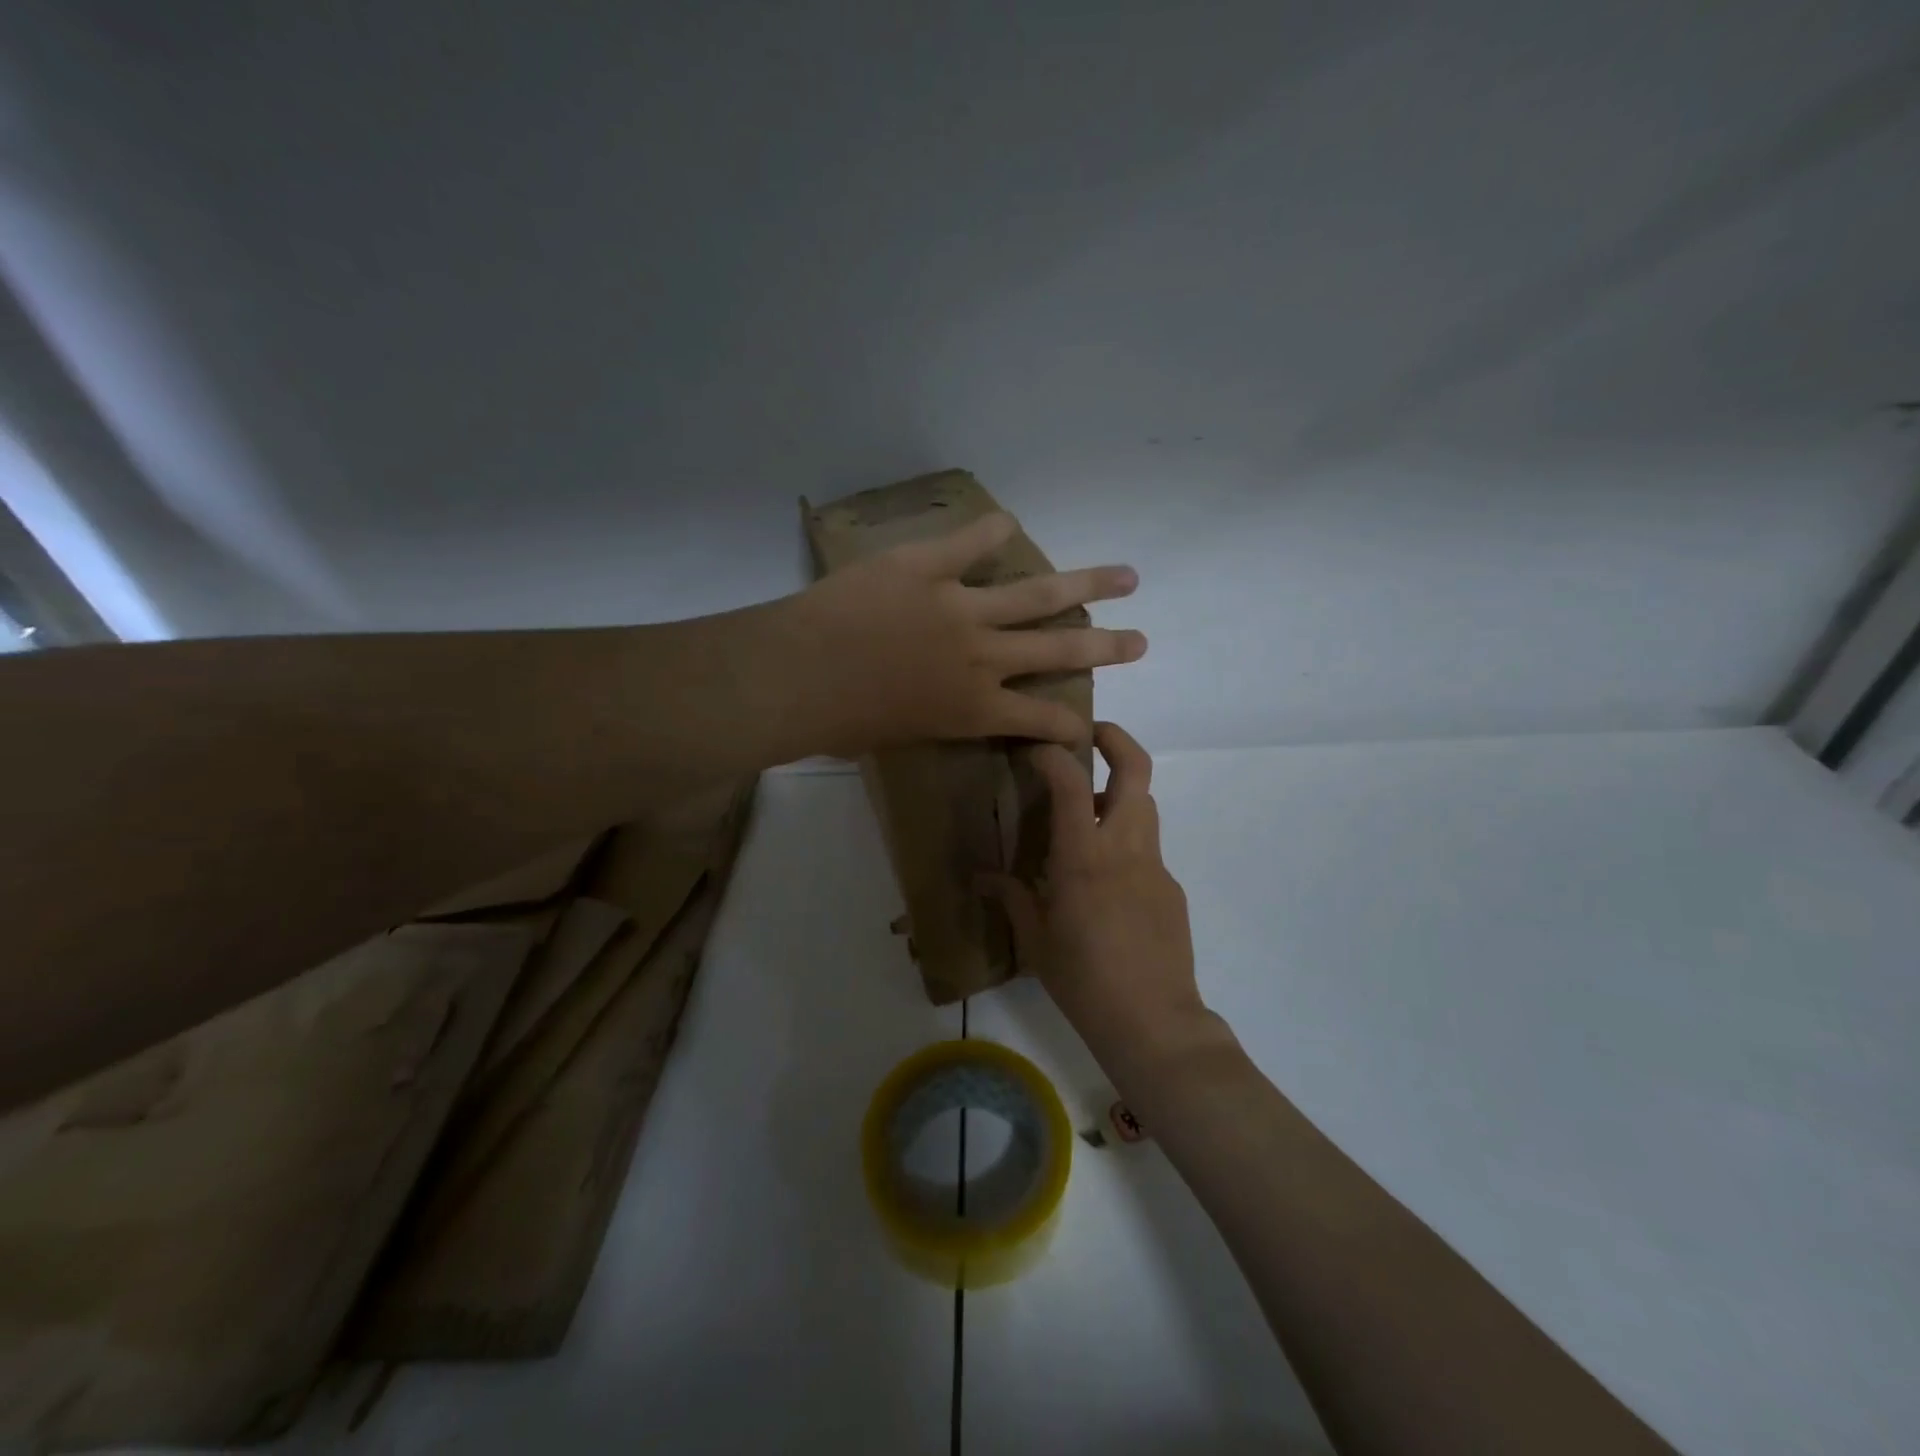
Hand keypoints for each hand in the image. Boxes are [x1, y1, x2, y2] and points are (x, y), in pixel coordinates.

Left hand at [791, 512, 1145, 752]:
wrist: (801, 676)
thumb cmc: (838, 723)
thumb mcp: (896, 738)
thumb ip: (926, 719)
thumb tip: (925, 706)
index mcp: (973, 708)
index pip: (1040, 719)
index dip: (1069, 725)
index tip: (1087, 727)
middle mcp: (983, 657)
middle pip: (1060, 648)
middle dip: (1106, 646)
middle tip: (1141, 641)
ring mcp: (961, 607)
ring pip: (1039, 593)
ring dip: (1087, 584)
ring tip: (1125, 577)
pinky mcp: (927, 567)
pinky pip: (969, 543)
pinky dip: (990, 531)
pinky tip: (1008, 521)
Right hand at [984, 722, 1223, 1077]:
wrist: (1154, 1022)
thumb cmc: (1084, 981)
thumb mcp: (1036, 941)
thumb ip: (1011, 898)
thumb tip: (983, 878)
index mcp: (1084, 858)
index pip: (1072, 783)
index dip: (1052, 755)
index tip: (1034, 750)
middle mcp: (1125, 848)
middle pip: (1136, 769)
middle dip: (1114, 738)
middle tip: (1086, 735)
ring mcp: (1154, 866)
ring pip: (1144, 803)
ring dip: (1117, 791)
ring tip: (1083, 812)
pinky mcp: (1170, 887)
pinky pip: (1146, 847)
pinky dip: (1123, 840)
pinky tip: (1102, 880)